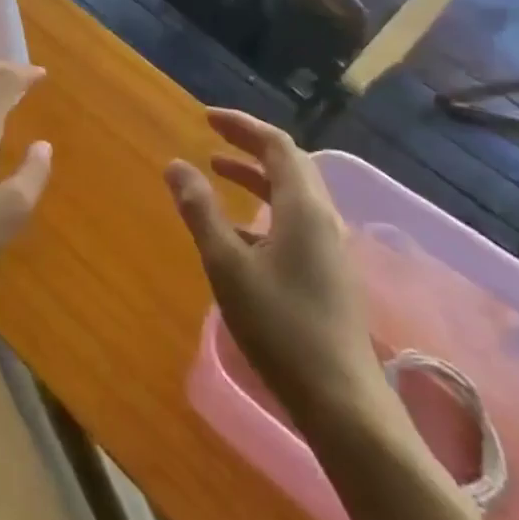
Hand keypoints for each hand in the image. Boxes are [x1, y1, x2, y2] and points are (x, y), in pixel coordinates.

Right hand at [165, 109, 389, 426]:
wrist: (342, 401)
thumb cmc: (280, 327)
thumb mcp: (227, 265)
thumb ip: (201, 212)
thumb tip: (176, 165)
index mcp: (303, 207)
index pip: (276, 145)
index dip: (242, 125)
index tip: (206, 118)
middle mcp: (322, 217)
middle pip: (289, 163)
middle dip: (249, 144)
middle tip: (212, 136)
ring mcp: (329, 246)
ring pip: (292, 192)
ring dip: (256, 175)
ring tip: (217, 170)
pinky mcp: (328, 272)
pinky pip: (295, 218)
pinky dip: (264, 206)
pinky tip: (238, 230)